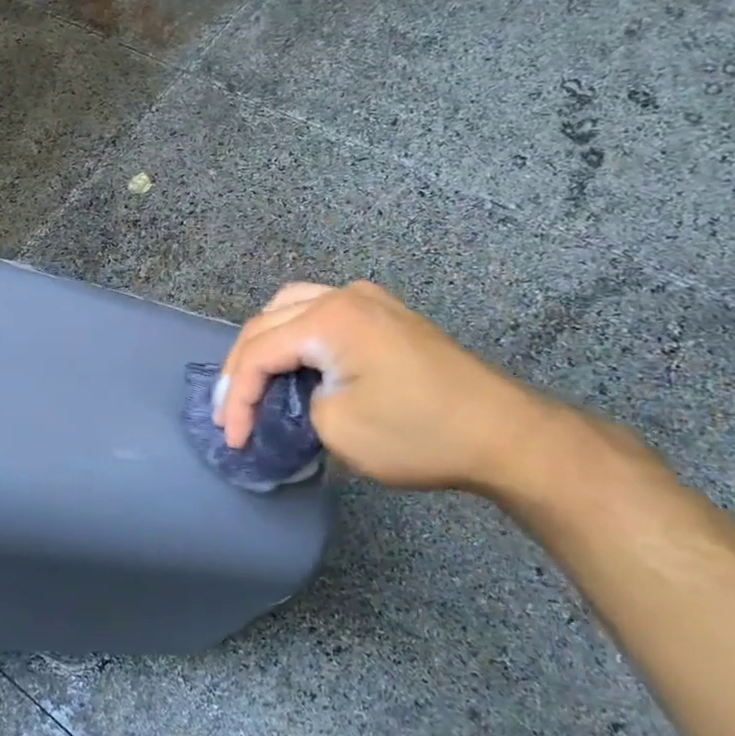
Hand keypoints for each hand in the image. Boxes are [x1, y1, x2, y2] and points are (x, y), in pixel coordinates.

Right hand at [216, 281, 560, 494]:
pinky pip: (320, 312)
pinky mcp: (387, 315)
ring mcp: (370, 300)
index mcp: (328, 318)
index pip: (258, 352)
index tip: (233, 440)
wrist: (504, 434)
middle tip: (230, 413)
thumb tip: (291, 399)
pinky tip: (293, 362)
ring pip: (291, 308)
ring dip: (266, 345)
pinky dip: (295, 336)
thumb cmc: (418, 432)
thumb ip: (294, 405)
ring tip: (253, 383)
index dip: (236, 397)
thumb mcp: (336, 429)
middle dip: (242, 368)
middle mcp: (344, 295)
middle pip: (267, 322)